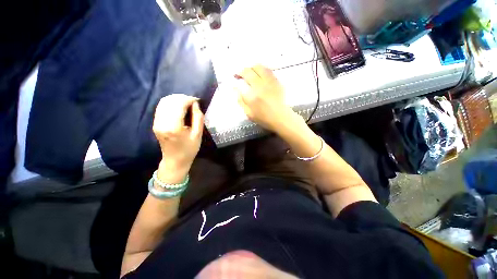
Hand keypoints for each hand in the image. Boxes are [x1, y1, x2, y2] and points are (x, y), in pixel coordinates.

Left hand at [153, 94, 203, 183]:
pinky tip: (179, 106)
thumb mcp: (198, 134)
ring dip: (176, 99)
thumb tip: (195, 104)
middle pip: (170, 101)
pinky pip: (161, 107)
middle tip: (193, 102)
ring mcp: (156, 122)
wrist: (175, 160)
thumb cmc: (189, 149)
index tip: (197, 101)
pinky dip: (171, 103)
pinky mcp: (155, 123)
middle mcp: (162, 122)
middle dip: (182, 98)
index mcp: (174, 127)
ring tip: (187, 103)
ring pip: (164, 102)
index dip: (188, 99)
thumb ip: (198, 118)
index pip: (179, 105)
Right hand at [236, 65, 293, 132]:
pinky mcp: (277, 81)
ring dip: (251, 68)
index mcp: (252, 96)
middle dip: (242, 71)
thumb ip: (241, 101)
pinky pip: (268, 70)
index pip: (240, 82)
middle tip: (240, 75)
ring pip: (259, 67)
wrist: (281, 118)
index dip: (236, 79)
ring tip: (250, 72)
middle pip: (248, 71)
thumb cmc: (264, 118)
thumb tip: (236, 89)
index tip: (235, 79)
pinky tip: (260, 74)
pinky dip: (261, 70)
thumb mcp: (249, 114)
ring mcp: (269, 82)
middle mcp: (260, 86)